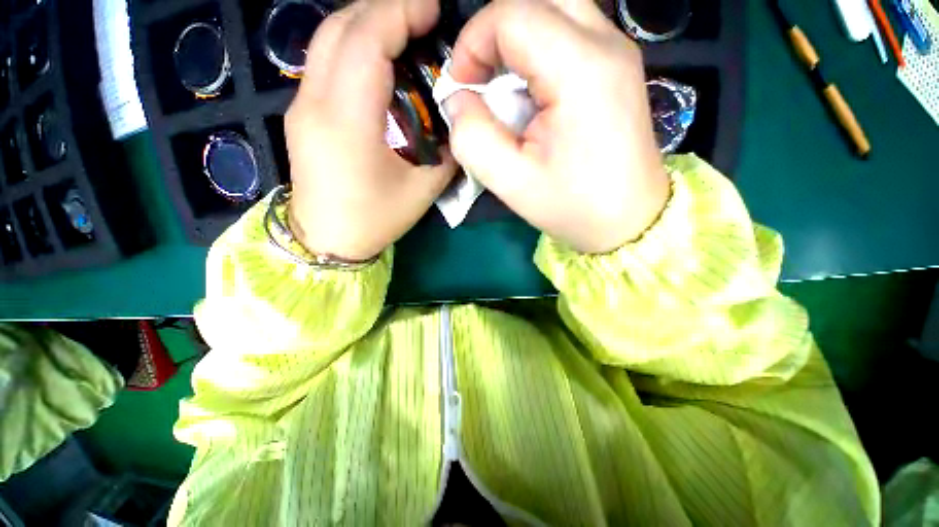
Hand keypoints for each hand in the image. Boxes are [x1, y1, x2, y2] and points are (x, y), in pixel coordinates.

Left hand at [285, 0, 456, 261]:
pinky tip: (378, 59)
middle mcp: (315, 102)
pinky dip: (353, 46)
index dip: (399, 11)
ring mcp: (301, 106)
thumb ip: (445, 152)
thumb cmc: (375, 220)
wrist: (326, 240)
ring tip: (403, 31)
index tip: (431, 8)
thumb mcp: (423, 191)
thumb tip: (455, 123)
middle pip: (340, 27)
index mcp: (347, 121)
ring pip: (327, 39)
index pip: (365, 40)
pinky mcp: (302, 114)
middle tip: (421, 16)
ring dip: (366, 23)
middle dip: (384, 8)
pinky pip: (324, 61)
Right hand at [445, 0, 669, 253]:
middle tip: (481, 80)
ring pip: (554, 9)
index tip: (461, 87)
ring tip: (503, 89)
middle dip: (495, 34)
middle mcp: (606, 44)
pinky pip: (569, 33)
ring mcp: (617, 51)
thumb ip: (473, 138)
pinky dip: (537, 52)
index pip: (513, 14)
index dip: (473, 43)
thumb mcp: (511, 182)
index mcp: (581, 70)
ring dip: (516, 41)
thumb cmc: (573, 206)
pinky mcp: (617, 66)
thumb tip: (458, 100)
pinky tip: (531, 94)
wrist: (628, 219)